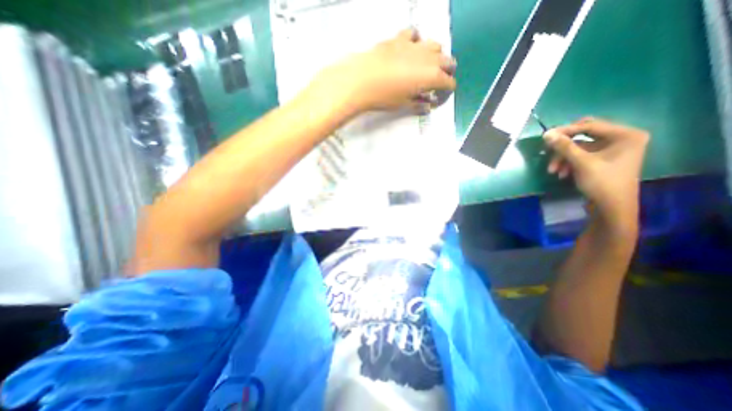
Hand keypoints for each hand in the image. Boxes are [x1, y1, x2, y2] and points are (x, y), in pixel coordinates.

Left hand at [309, 28, 456, 115]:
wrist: (362, 80)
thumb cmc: (385, 97)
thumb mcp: (403, 104)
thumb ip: (418, 104)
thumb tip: (428, 106)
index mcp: (432, 76)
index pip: (448, 82)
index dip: (447, 90)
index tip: (441, 96)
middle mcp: (428, 58)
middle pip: (447, 61)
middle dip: (446, 72)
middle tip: (437, 82)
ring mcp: (415, 45)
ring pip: (435, 45)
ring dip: (435, 56)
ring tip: (425, 66)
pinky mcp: (400, 38)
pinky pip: (414, 35)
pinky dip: (416, 42)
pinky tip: (410, 50)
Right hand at [542, 120, 651, 226]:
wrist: (611, 208)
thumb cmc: (602, 182)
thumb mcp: (581, 163)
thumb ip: (564, 146)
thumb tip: (546, 134)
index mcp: (625, 135)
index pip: (590, 126)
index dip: (566, 130)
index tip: (546, 137)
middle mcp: (621, 139)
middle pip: (584, 135)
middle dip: (564, 146)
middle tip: (548, 151)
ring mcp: (612, 150)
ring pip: (579, 147)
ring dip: (563, 158)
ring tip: (553, 171)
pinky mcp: (604, 160)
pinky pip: (581, 155)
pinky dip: (569, 163)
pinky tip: (562, 173)